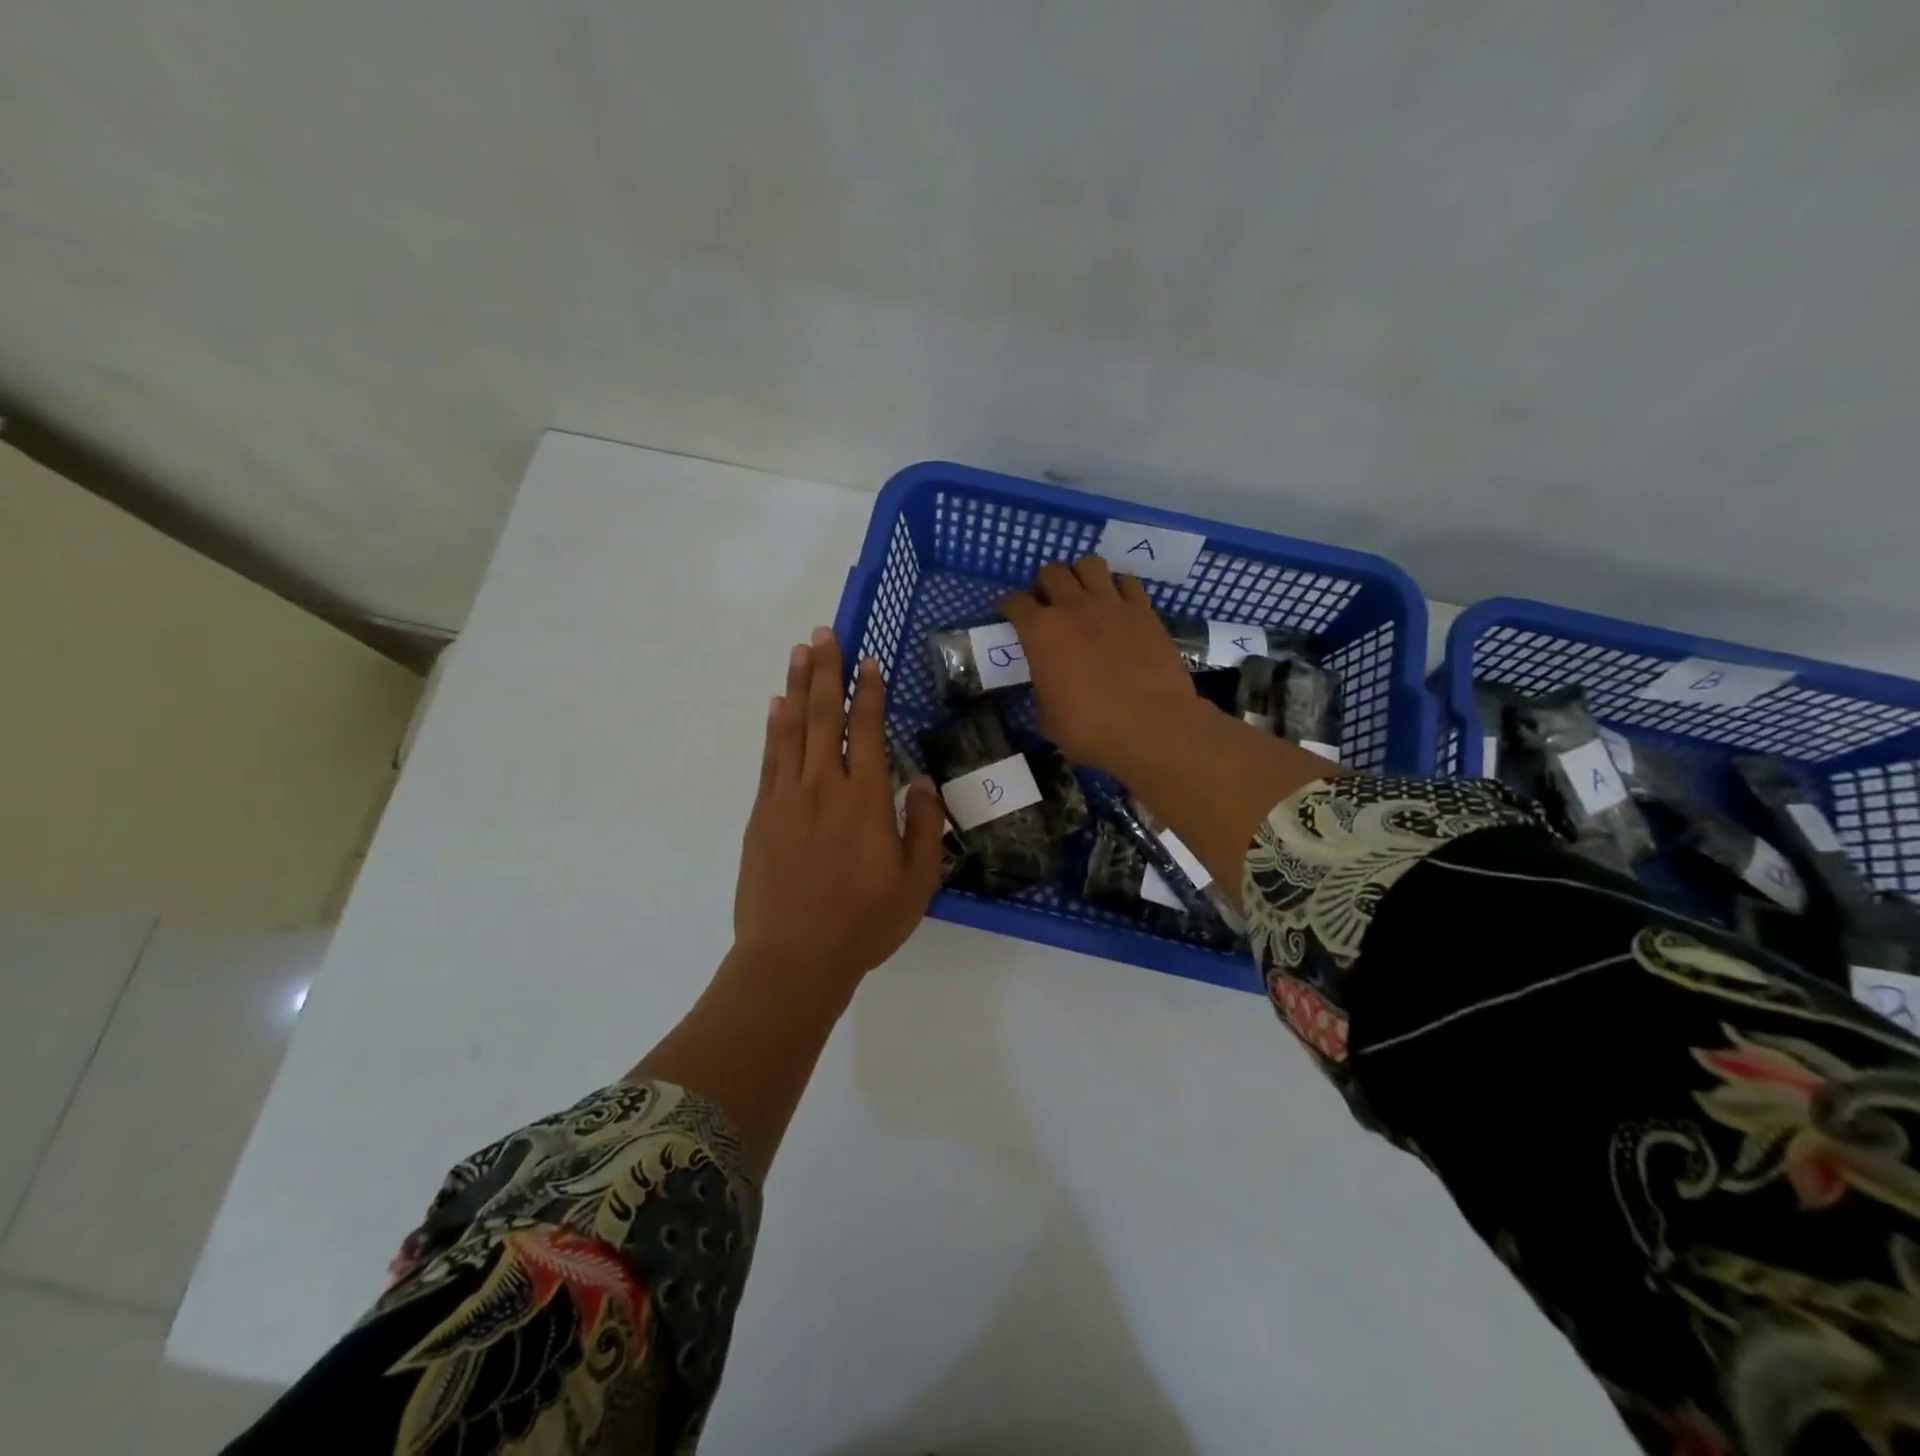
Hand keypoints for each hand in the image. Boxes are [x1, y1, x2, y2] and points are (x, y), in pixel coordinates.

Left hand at [734, 626, 945, 994]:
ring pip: (792, 729)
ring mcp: (786, 797)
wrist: (794, 957)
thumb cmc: (864, 922)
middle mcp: (824, 786)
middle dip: (825, 671)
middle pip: (823, 716)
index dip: (867, 692)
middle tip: (823, 633)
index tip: (867, 660)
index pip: (865, 730)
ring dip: (797, 688)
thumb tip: (919, 778)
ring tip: (798, 654)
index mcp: (865, 799)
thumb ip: (923, 826)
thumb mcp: (916, 881)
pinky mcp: (761, 814)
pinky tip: (775, 707)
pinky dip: (773, 728)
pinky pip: (769, 759)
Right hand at [998, 557, 1203, 778]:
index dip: (1009, 606)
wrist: (1150, 726)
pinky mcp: (1143, 611)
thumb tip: (1050, 687)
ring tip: (1083, 594)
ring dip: (1080, 575)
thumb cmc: (1090, 729)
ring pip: (1089, 564)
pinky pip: (1128, 582)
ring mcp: (1111, 605)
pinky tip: (1118, 604)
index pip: (1015, 603)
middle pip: (1051, 572)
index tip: (1010, 613)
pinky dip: (1119, 587)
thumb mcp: (1049, 718)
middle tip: (1048, 604)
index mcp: (1040, 632)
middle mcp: (1073, 608)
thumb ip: (1044, 691)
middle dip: (1045, 584)